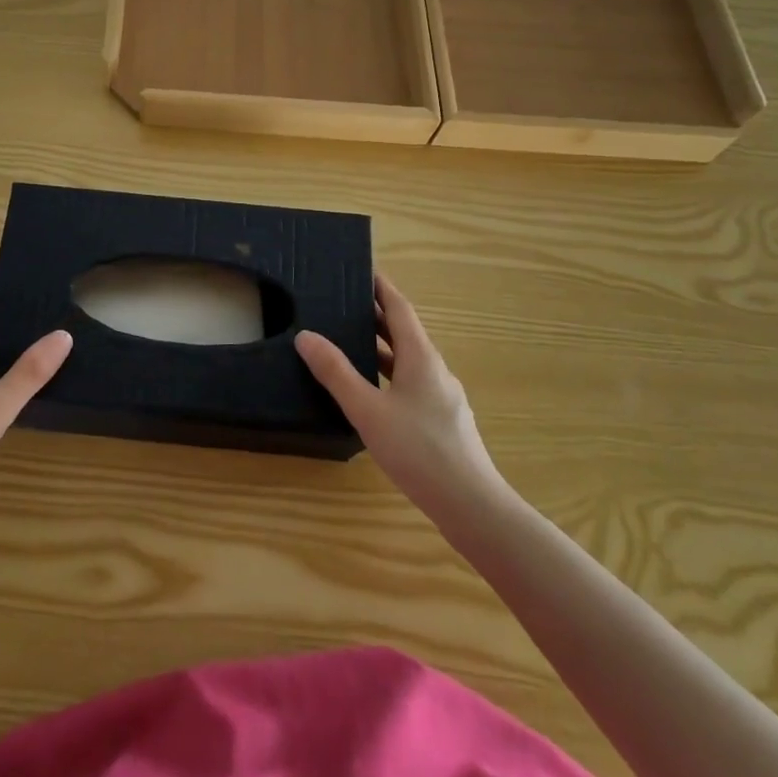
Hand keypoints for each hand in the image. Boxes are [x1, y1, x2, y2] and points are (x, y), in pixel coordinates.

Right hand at [297, 275, 506, 529]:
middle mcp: (435, 369)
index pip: (400, 308)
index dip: (381, 288)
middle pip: (404, 332)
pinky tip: (372, 393)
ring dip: (382, 347)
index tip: (362, 271)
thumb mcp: (367, 409)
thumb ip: (336, 373)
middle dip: (377, 316)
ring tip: (350, 343)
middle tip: (344, 304)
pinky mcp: (442, 421)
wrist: (471, 505)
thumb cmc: (418, 450)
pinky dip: (389, 373)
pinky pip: (411, 383)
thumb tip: (306, 336)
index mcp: (421, 357)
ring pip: (408, 360)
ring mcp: (442, 396)